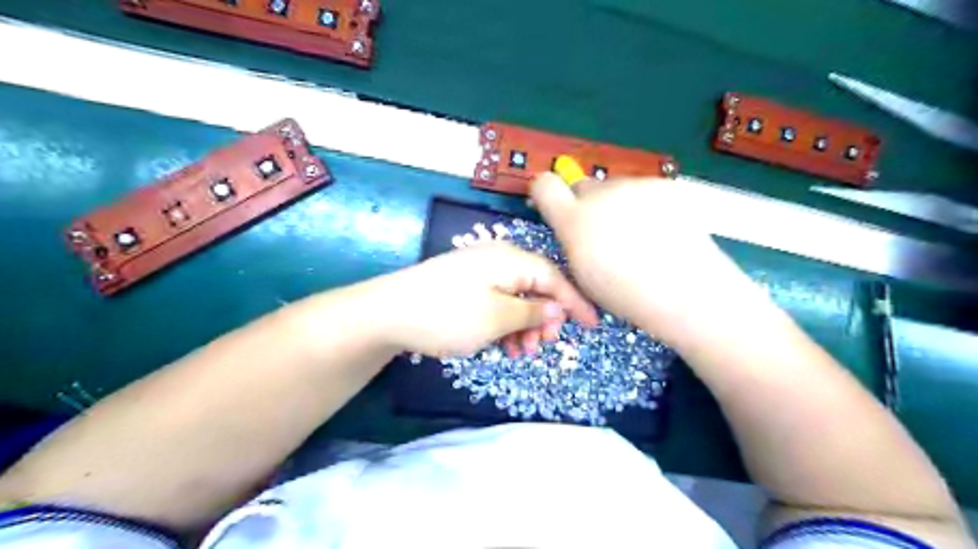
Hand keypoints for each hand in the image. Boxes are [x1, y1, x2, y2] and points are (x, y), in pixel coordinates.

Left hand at [380, 243, 596, 358]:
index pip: (555, 277)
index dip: (575, 302)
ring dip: (525, 324)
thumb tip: (558, 310)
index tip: (593, 326)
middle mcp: (498, 259)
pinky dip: (505, 323)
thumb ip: (532, 312)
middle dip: (545, 317)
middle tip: (544, 345)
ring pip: (516, 297)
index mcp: (511, 259)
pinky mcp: (464, 286)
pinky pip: (497, 301)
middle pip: (536, 286)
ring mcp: (479, 271)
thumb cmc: (448, 314)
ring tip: (522, 351)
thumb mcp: (497, 318)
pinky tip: (504, 344)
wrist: (387, 312)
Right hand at [531, 171, 759, 346]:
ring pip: (614, 188)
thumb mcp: (582, 274)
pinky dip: (646, 204)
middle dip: (586, 204)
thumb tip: (571, 226)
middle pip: (582, 186)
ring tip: (642, 235)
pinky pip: (643, 189)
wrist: (686, 290)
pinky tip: (662, 229)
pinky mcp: (663, 184)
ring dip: (618, 204)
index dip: (545, 193)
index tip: (554, 207)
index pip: (544, 185)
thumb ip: (571, 241)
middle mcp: (601, 194)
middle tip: (605, 232)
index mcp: (574, 221)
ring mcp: (634, 186)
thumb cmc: (627, 294)